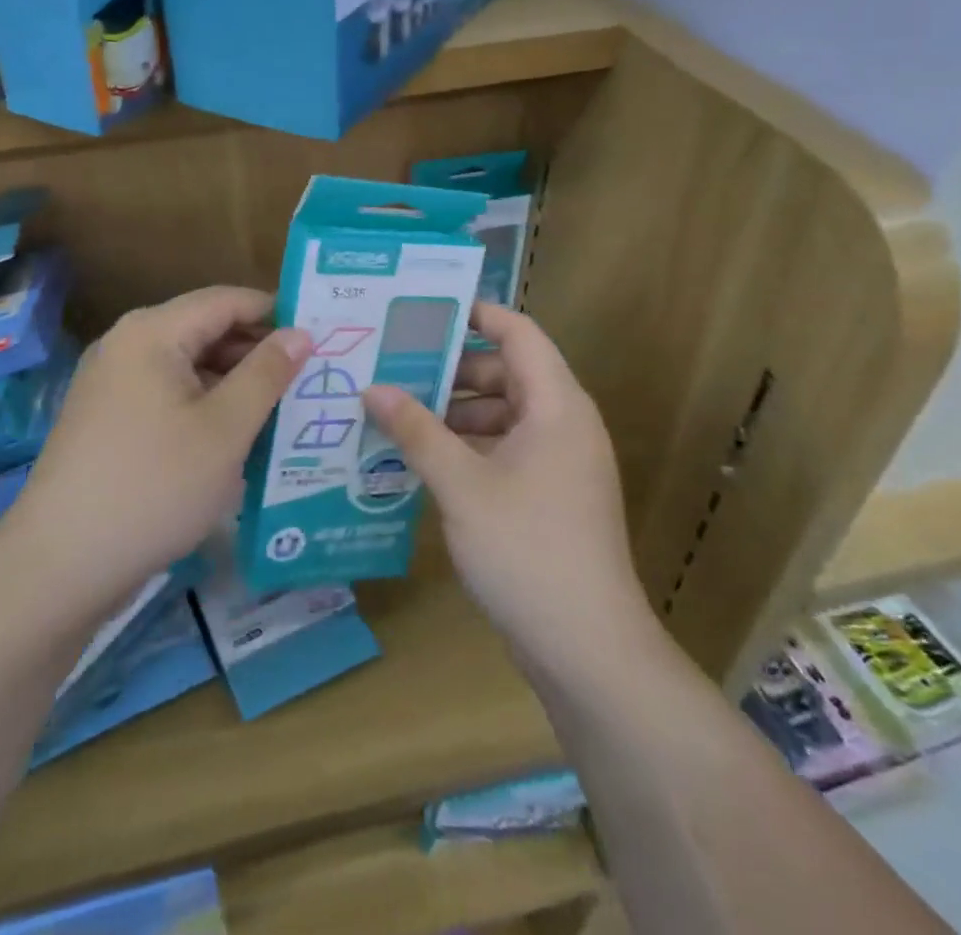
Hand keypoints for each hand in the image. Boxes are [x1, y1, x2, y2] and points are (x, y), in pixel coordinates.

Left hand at [7, 287, 310, 616]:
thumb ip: (266, 374)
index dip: (275, 313)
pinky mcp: (107, 419)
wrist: (61, 564)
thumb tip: (300, 333)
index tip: (322, 334)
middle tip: (311, 377)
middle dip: (257, 352)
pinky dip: (204, 406)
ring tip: (283, 409)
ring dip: (233, 383)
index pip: (226, 301)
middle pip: (204, 330)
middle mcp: (126, 345)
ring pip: (187, 367)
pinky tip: (236, 436)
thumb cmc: (154, 487)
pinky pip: (167, 395)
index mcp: (152, 332)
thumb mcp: (225, 430)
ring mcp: (111, 383)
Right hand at [362, 303, 651, 676]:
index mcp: (557, 406)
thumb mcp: (461, 485)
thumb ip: (416, 431)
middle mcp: (565, 425)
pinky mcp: (551, 497)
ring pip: (504, 415)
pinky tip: (423, 461)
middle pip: (508, 373)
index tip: (424, 311)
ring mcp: (561, 464)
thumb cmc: (527, 549)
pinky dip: (469, 448)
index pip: (520, 333)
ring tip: (398, 415)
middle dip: (452, 370)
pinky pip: (507, 450)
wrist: (588, 650)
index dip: (477, 314)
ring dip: (455, 413)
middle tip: (394, 367)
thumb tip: (372, 388)